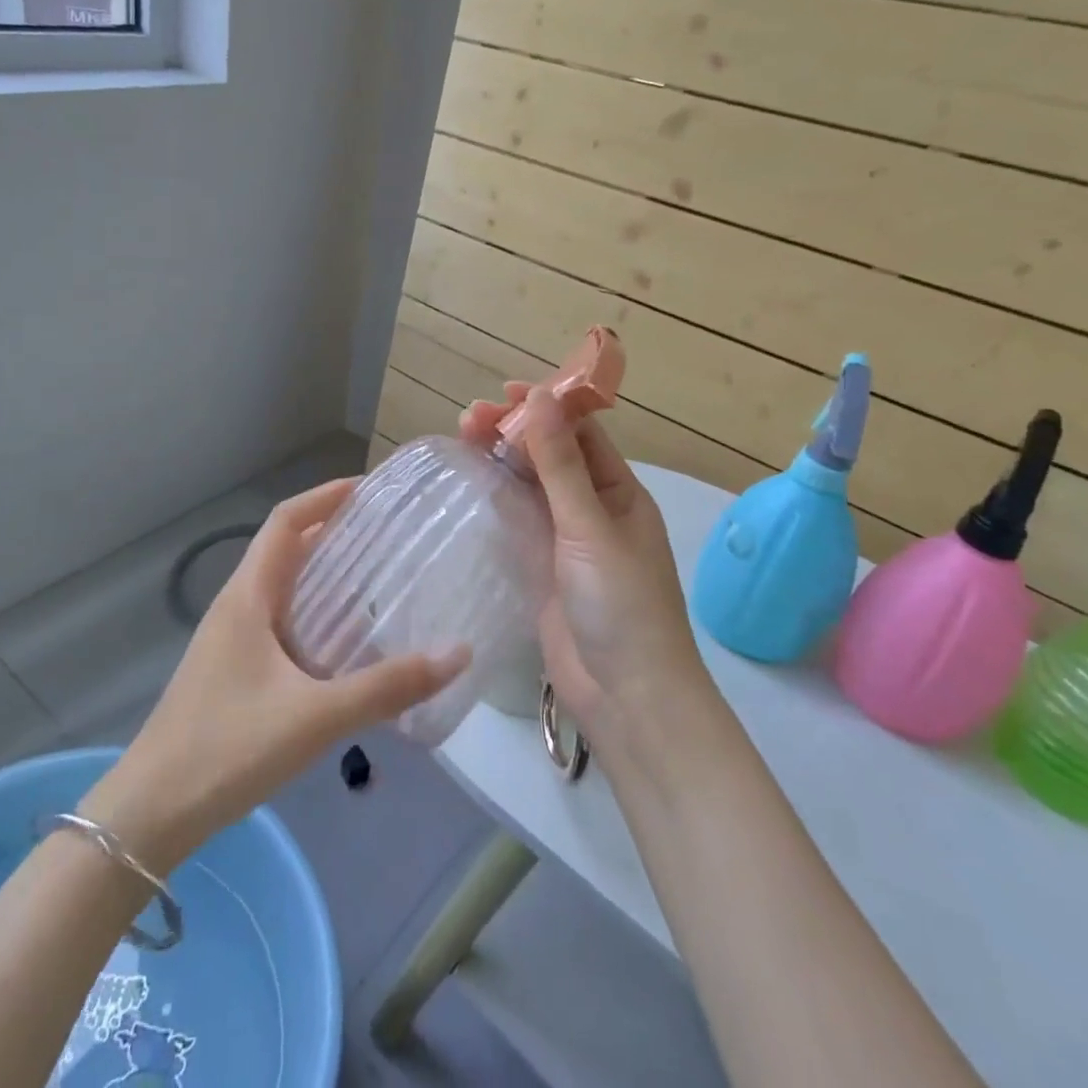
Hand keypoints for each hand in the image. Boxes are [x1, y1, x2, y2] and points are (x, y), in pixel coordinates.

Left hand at [80, 479, 468, 872]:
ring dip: (321, 572)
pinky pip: (278, 619)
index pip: (285, 522)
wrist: (152, 812)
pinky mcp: (231, 669)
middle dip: (331, 531)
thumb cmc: (229, 748)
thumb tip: (457, 653)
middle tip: (386, 532)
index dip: (324, 496)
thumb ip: (388, 687)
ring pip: (280, 586)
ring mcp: (229, 638)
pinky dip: (311, 612)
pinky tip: (341, 643)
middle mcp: (236, 605)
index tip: (369, 489)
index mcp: (248, 596)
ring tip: (374, 577)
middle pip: (284, 548)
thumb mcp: (317, 716)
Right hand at [460, 385, 708, 760]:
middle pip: (550, 456)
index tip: (505, 391)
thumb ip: (559, 463)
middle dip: (515, 431)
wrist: (625, 696)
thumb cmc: (620, 604)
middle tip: (468, 416)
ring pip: (529, 486)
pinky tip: (470, 480)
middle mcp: (593, 509)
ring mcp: (565, 540)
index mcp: (619, 492)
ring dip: (501, 459)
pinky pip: (517, 520)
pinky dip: (496, 496)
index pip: (581, 434)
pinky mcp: (541, 568)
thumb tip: (542, 396)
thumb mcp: (589, 526)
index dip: (546, 407)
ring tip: (462, 435)